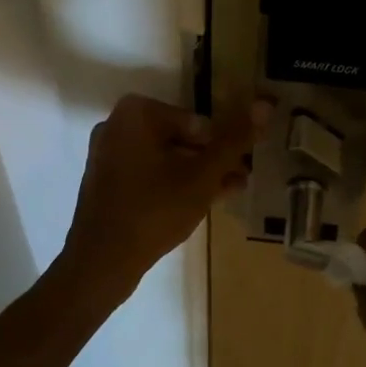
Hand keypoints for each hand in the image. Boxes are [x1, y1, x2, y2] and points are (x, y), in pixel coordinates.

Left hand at [62, 94, 268, 289]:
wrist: (101, 263)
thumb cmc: (155, 210)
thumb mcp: (203, 175)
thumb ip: (234, 140)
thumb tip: (264, 104)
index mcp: (136, 114)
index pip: (198, 122)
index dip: (223, 145)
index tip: (241, 166)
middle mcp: (117, 125)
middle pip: (181, 138)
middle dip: (212, 158)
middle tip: (240, 179)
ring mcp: (108, 154)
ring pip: (167, 157)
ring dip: (198, 172)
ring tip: (229, 191)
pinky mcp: (106, 182)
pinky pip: (149, 174)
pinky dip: (174, 183)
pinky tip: (201, 202)